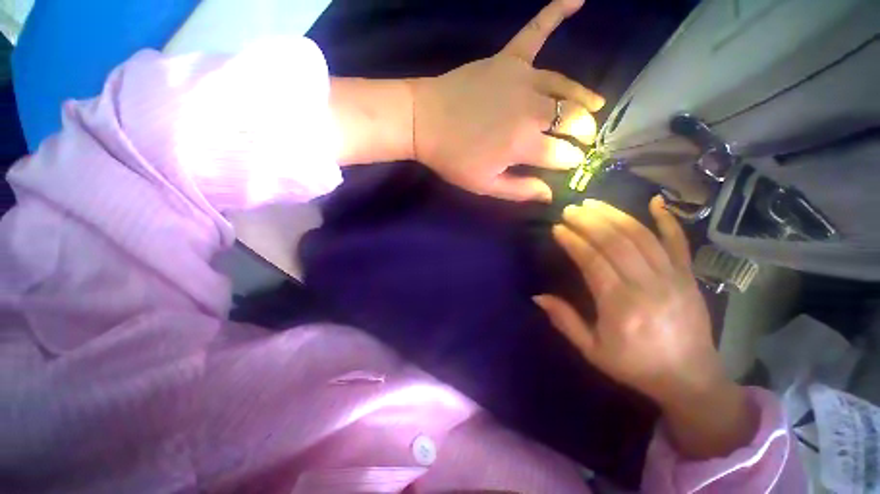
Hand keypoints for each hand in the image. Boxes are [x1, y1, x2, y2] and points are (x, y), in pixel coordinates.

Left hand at [410, 0, 603, 202]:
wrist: (423, 122)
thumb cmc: (453, 159)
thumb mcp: (484, 185)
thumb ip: (519, 190)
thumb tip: (550, 195)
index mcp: (525, 144)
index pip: (563, 155)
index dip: (570, 162)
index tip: (569, 165)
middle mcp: (532, 109)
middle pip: (572, 119)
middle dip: (583, 133)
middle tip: (583, 139)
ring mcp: (522, 79)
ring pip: (565, 86)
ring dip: (584, 98)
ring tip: (595, 106)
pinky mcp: (508, 59)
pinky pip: (536, 31)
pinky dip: (556, 13)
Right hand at [534, 196, 725, 405]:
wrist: (690, 379)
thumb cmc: (635, 365)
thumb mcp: (592, 351)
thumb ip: (565, 321)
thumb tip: (538, 296)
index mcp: (621, 306)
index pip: (593, 261)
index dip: (573, 241)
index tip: (557, 228)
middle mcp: (647, 286)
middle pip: (616, 242)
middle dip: (590, 221)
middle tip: (570, 209)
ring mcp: (673, 278)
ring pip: (642, 236)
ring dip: (615, 215)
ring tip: (594, 202)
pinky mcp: (689, 277)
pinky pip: (679, 242)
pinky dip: (668, 219)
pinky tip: (656, 201)